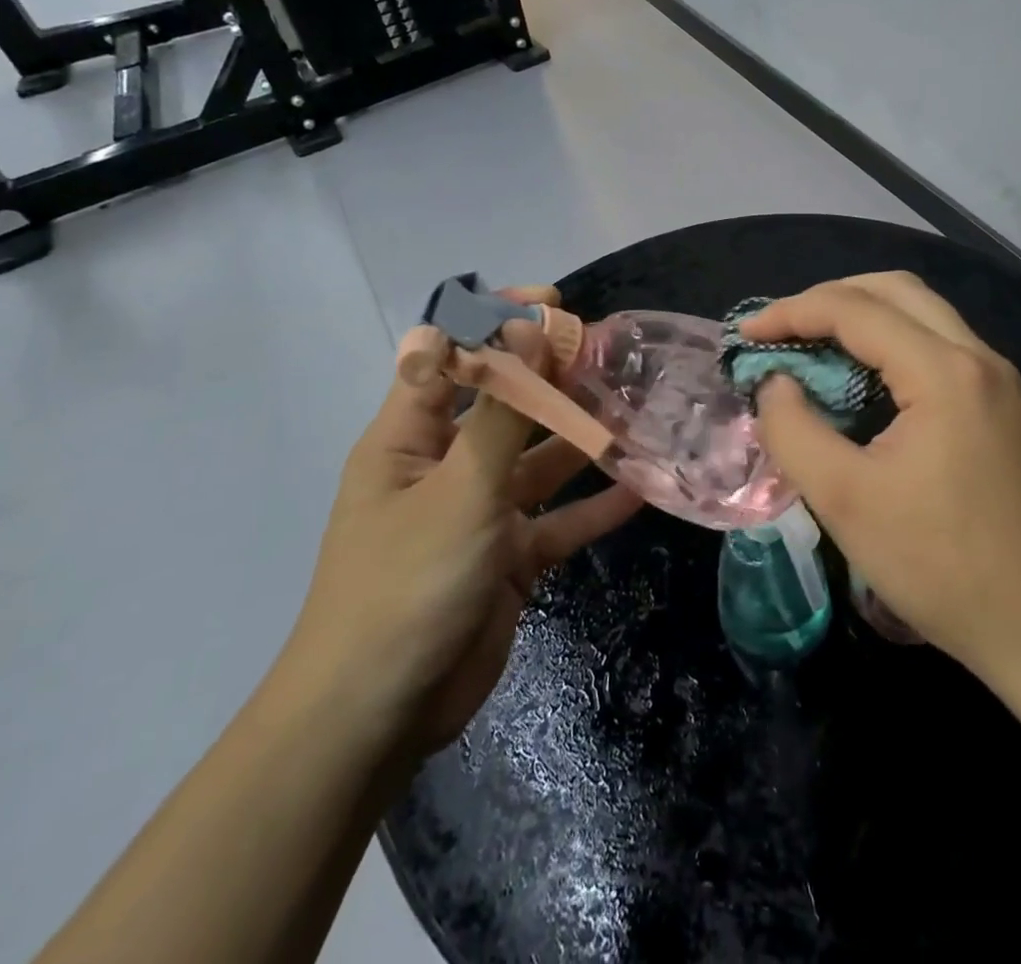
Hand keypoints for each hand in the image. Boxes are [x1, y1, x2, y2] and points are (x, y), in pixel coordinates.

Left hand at [278, 286, 644, 765]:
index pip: (449, 355)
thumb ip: (503, 411)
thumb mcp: (460, 489)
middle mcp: (444, 465)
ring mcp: (478, 513)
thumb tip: (527, 328)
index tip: (553, 304)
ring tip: (637, 411)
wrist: (379, 716)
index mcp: (409, 437)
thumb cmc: (407, 583)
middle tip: (612, 356)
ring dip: (582, 440)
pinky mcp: (508, 558)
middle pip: (504, 405)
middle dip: (554, 379)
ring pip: (538, 461)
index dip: (495, 321)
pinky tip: (640, 488)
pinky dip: (594, 508)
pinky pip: (557, 521)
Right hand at [745, 272, 1020, 681]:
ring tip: (814, 349)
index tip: (746, 335)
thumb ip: (794, 431)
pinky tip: (866, 383)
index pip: (854, 309)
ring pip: (923, 314)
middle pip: (895, 290)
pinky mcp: (1005, 408)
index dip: (791, 312)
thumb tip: (776, 383)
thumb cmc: (946, 567)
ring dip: (864, 317)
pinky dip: (892, 344)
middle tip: (783, 331)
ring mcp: (999, 382)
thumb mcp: (846, 502)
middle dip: (830, 298)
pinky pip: (940, 347)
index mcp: (944, 371)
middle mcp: (978, 358)